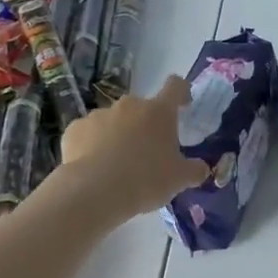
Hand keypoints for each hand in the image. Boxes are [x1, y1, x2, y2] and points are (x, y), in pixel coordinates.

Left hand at [59, 75, 206, 221]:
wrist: (94, 191)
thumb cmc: (146, 179)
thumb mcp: (179, 180)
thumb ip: (194, 171)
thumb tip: (203, 168)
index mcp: (159, 112)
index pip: (175, 86)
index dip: (181, 91)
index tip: (182, 103)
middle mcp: (130, 105)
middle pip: (142, 108)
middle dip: (145, 124)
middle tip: (146, 152)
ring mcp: (99, 114)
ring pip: (113, 121)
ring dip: (117, 135)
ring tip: (116, 165)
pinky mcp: (75, 128)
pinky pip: (88, 134)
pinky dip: (92, 145)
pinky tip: (93, 168)